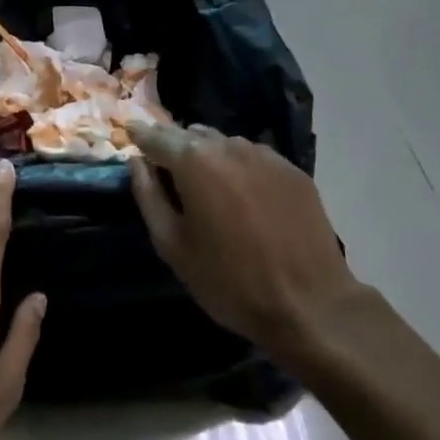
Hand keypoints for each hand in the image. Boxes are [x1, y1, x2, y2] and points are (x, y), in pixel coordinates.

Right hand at [129, 123, 365, 361]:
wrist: (310, 305)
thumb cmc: (229, 281)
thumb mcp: (173, 246)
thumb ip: (148, 196)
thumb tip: (138, 162)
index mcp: (194, 161)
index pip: (156, 135)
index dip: (140, 136)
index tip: (129, 135)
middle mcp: (229, 146)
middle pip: (191, 134)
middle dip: (175, 146)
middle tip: (167, 171)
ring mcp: (265, 155)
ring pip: (224, 144)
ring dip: (208, 156)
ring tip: (207, 185)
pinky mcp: (293, 170)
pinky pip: (254, 158)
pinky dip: (239, 168)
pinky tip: (243, 196)